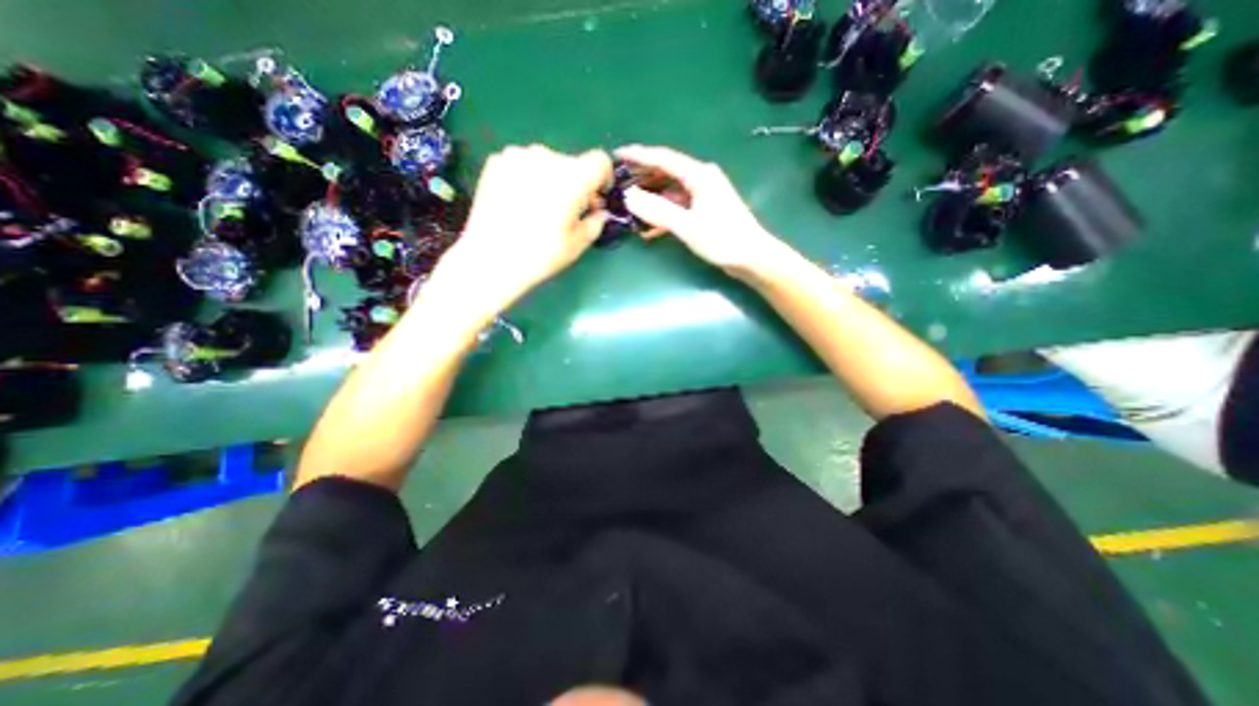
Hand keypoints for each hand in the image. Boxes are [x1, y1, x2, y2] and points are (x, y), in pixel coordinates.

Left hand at [426, 145, 612, 323]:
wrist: (491, 259)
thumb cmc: (540, 255)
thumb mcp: (578, 244)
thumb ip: (596, 222)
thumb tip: (598, 212)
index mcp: (573, 177)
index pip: (600, 161)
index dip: (603, 178)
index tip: (596, 197)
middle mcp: (547, 157)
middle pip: (572, 163)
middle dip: (575, 184)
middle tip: (567, 211)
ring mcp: (518, 156)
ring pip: (546, 163)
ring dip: (550, 180)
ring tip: (539, 208)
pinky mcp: (496, 161)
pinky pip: (522, 165)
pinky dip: (527, 178)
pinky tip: (518, 203)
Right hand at [615, 142, 784, 276]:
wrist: (752, 258)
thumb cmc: (723, 239)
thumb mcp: (687, 225)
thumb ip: (657, 211)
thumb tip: (629, 196)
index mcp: (699, 175)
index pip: (663, 159)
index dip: (639, 155)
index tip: (616, 155)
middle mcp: (701, 180)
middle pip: (665, 173)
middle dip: (642, 178)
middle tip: (618, 184)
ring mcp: (703, 197)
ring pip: (670, 192)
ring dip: (651, 200)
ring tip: (629, 207)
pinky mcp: (703, 212)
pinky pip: (677, 208)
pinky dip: (663, 216)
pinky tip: (648, 230)